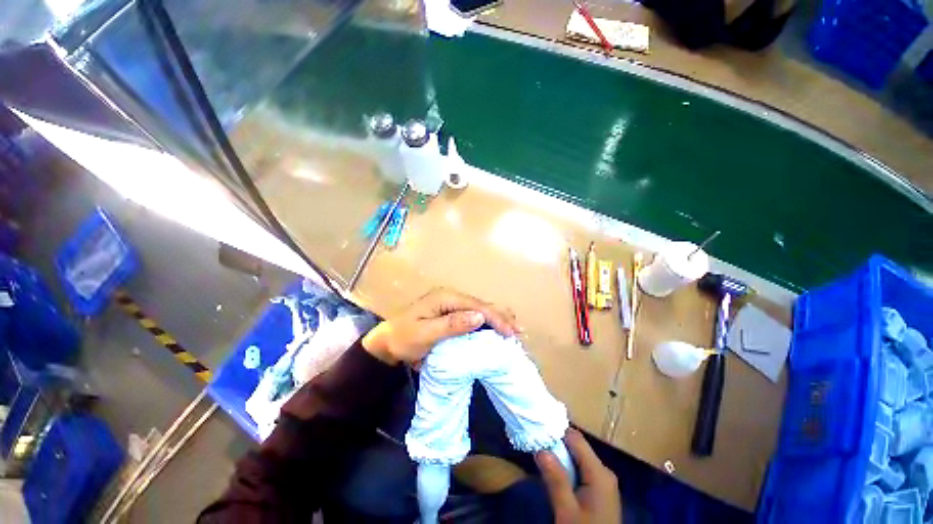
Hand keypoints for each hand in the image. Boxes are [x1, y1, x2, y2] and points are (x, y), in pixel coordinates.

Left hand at [362, 288, 519, 364]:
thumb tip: (479, 317)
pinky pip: (473, 314)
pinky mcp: (451, 312)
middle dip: (500, 317)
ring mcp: (451, 303)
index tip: (510, 333)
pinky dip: (487, 321)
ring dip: (497, 318)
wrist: (388, 342)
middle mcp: (451, 297)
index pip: (476, 306)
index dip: (495, 318)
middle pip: (481, 304)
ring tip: (513, 328)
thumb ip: (452, 325)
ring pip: (479, 308)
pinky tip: (497, 326)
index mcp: (445, 298)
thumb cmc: (404, 338)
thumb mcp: (425, 334)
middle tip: (519, 331)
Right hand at [536, 428, 620, 523]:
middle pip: (577, 447)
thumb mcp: (567, 510)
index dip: (556, 432)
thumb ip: (556, 479)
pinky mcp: (599, 490)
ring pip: (577, 458)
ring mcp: (603, 481)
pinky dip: (567, 468)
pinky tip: (554, 474)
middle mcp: (604, 471)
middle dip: (556, 446)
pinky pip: (581, 470)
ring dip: (560, 458)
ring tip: (541, 458)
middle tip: (536, 447)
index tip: (537, 432)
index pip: (575, 438)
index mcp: (599, 472)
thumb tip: (540, 449)